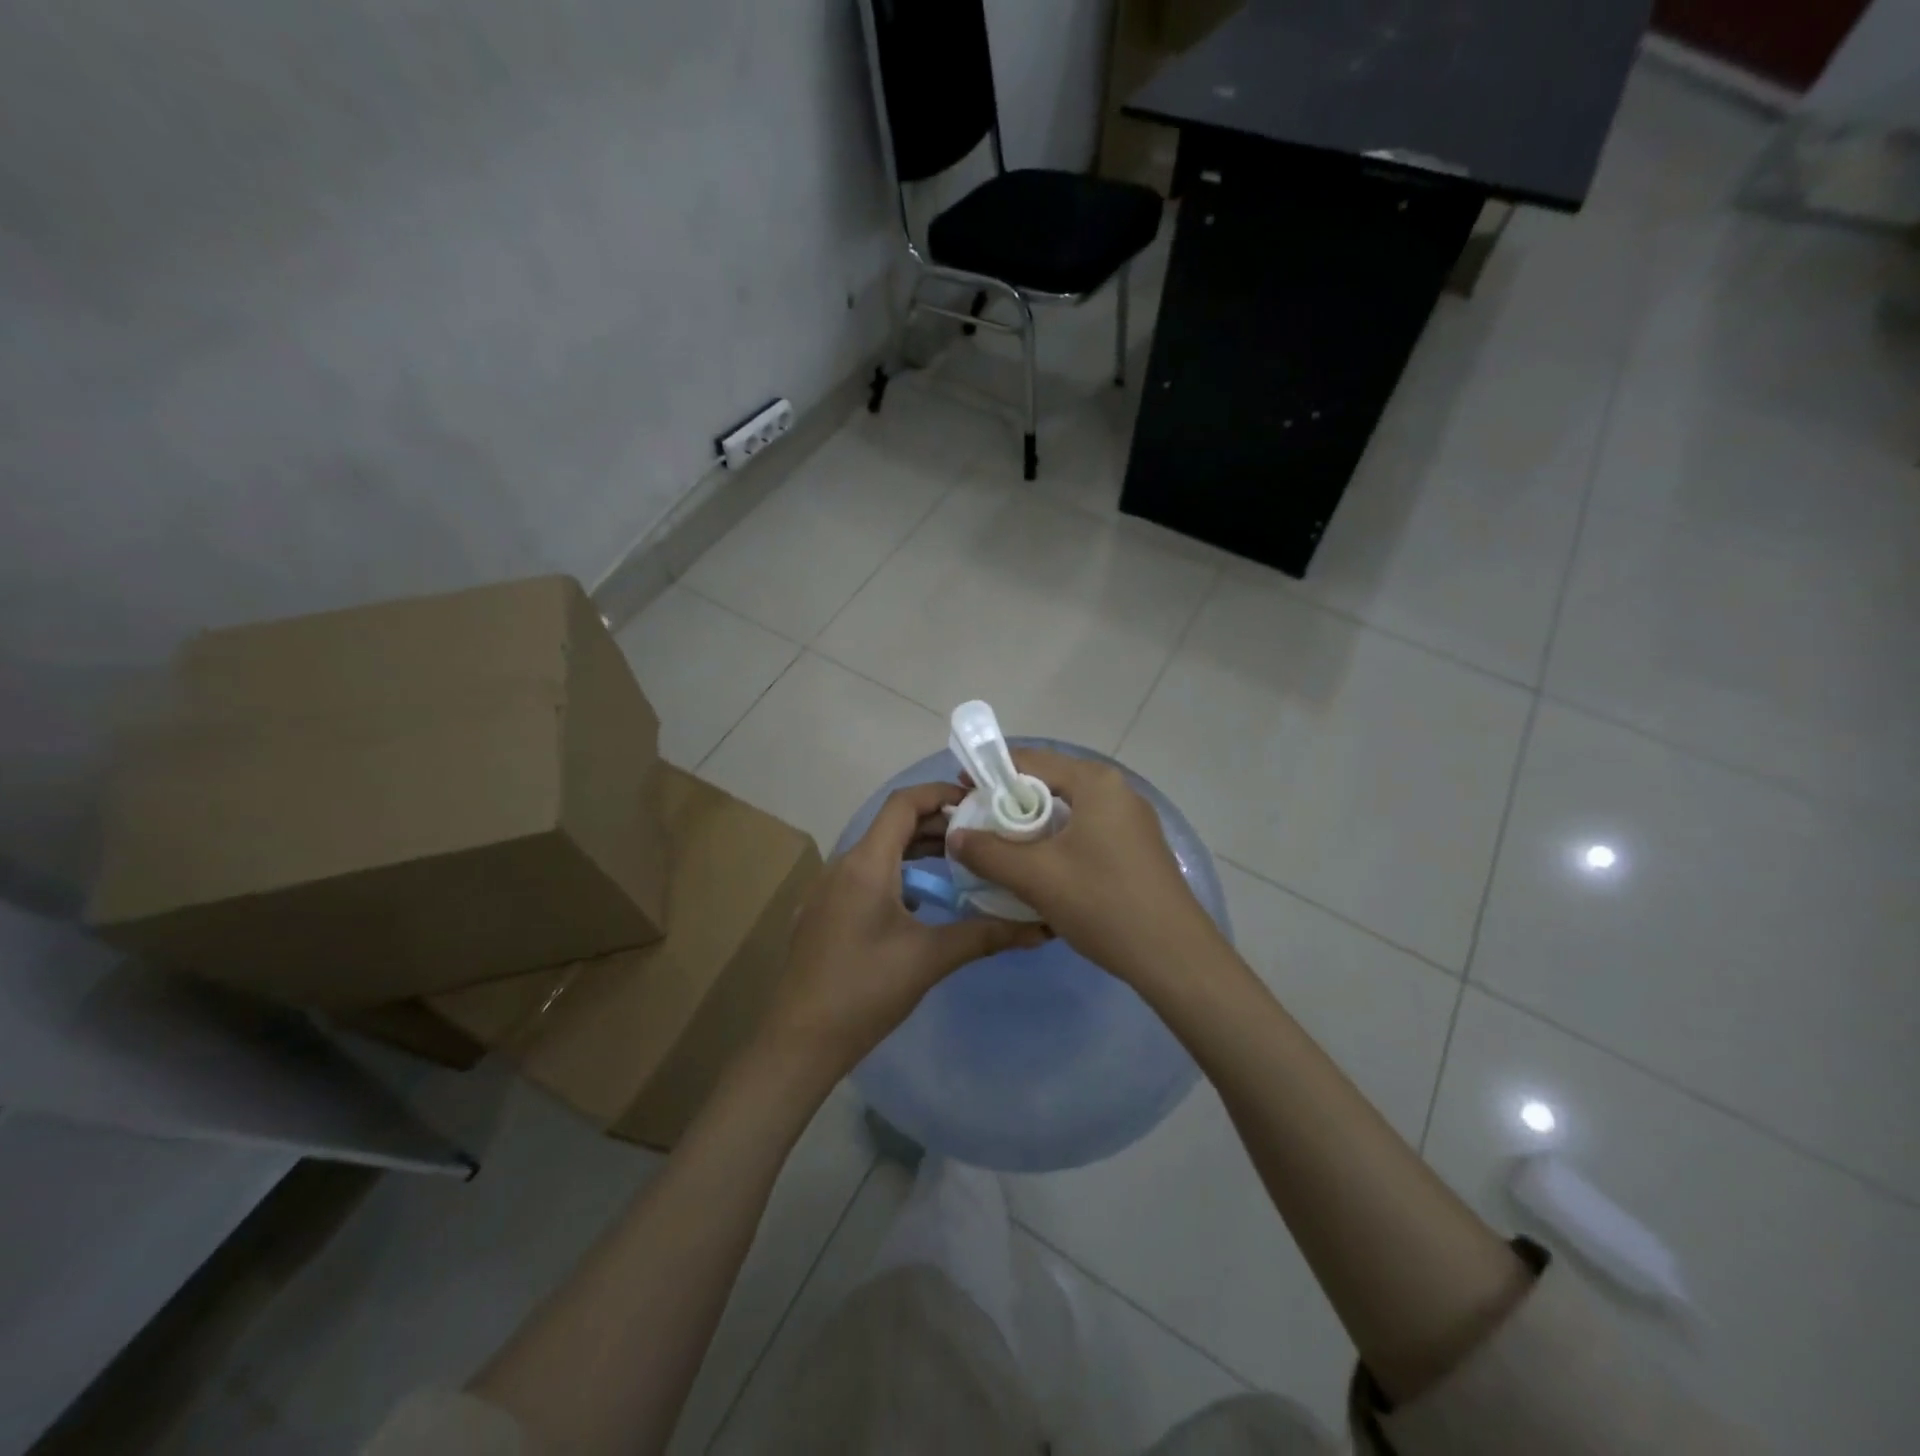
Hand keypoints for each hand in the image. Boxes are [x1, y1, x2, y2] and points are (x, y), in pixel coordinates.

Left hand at [762, 782, 1048, 1082]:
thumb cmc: (865, 989)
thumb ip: (986, 935)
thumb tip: (1041, 928)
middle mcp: (843, 865)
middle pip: (893, 826)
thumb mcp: (930, 957)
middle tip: (981, 836)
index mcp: (866, 864)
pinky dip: (898, 873)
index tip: (979, 802)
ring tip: (960, 864)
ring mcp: (828, 889)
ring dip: (917, 851)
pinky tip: (923, 900)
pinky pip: (865, 875)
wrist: (800, 1040)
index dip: (940, 793)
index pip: (903, 804)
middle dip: (937, 825)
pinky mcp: (824, 911)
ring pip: (879, 852)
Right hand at [947, 747, 1223, 989]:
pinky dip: (1058, 840)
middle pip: (1051, 782)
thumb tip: (955, 836)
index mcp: (1096, 783)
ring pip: (1069, 810)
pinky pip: (1087, 830)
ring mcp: (1132, 820)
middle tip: (977, 824)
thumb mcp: (1036, 877)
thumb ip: (988, 852)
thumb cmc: (1103, 904)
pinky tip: (1042, 868)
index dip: (991, 772)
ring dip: (1033, 824)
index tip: (961, 790)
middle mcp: (1118, 790)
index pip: (1032, 760)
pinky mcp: (1137, 847)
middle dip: (1011, 801)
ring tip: (1002, 848)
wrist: (1174, 956)